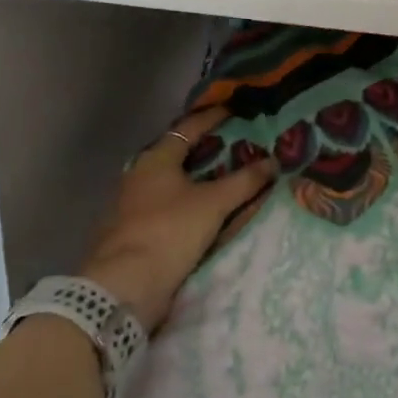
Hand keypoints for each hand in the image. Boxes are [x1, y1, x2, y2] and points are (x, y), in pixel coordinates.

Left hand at [77, 106, 276, 331]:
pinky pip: (170, 205)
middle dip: (209, 149)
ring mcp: (135, 204)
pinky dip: (190, 201)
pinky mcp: (137, 230)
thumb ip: (245, 181)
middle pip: (180, 154)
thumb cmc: (169, 231)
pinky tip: (208, 209)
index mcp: (156, 158)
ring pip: (175, 181)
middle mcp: (141, 175)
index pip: (189, 127)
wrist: (124, 287)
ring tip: (229, 177)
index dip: (213, 117)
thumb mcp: (213, 203)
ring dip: (200, 178)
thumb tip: (273, 161)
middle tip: (239, 145)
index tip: (235, 110)